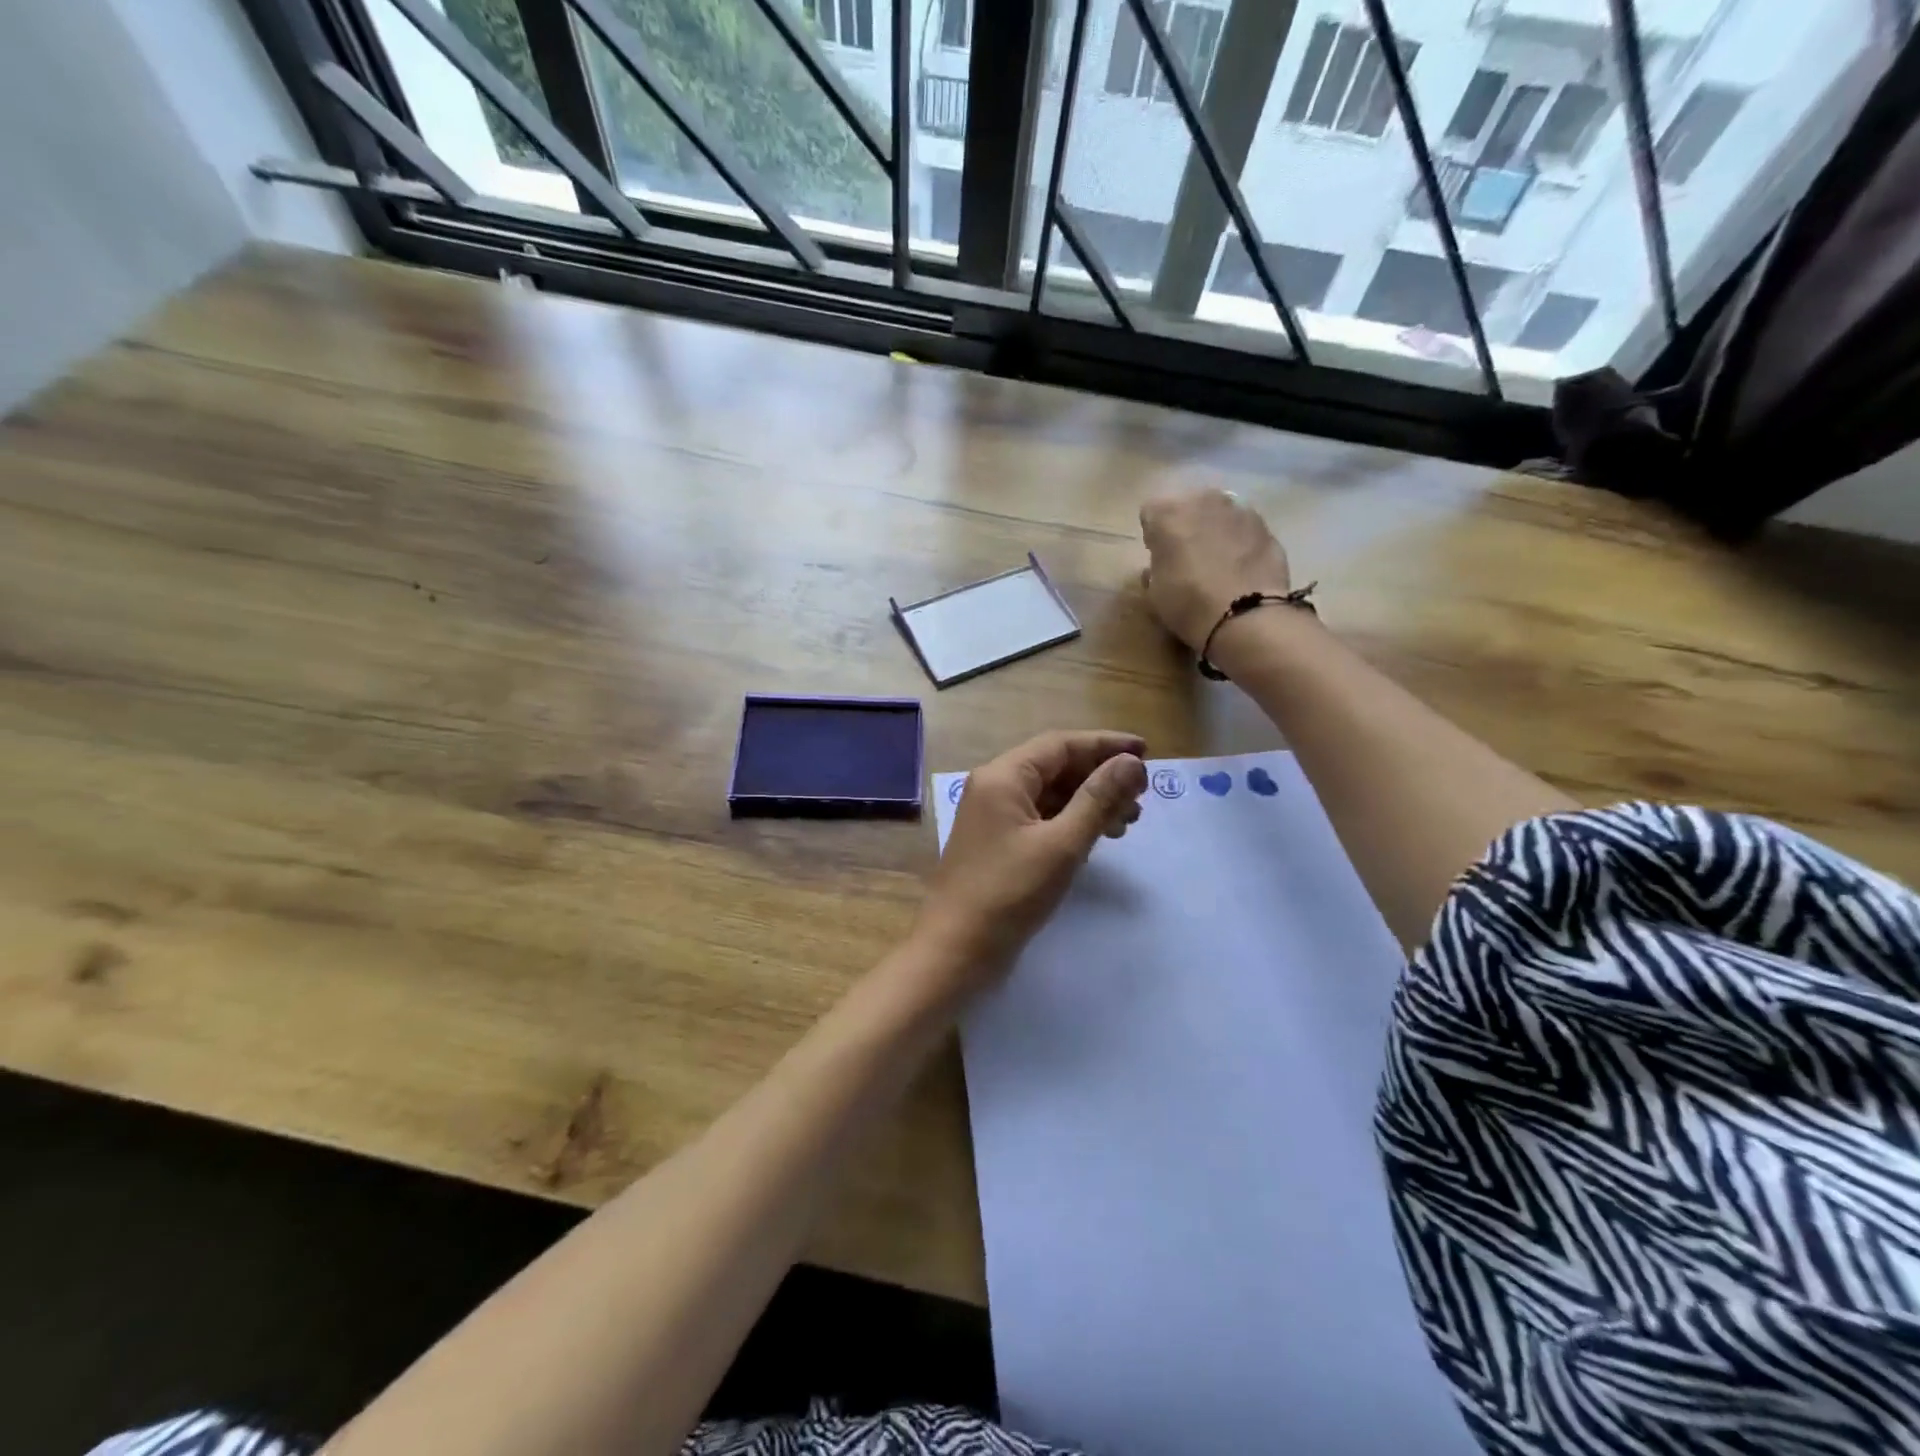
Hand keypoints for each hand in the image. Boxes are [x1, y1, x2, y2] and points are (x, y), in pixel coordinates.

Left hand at [916, 731, 1148, 983]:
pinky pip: (1040, 818)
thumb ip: (1098, 800)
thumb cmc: (1009, 893)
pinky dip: (1070, 823)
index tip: (1146, 752)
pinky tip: (1096, 839)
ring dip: (1089, 802)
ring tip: (1127, 823)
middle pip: (1055, 767)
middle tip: (1141, 797)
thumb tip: (1132, 763)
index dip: (1105, 745)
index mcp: (1002, 777)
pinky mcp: (998, 843)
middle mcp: (994, 787)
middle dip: (1100, 777)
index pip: (1060, 744)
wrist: (956, 950)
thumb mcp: (1062, 844)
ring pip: (1050, 795)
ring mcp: (993, 817)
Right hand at [1140, 488, 1291, 650]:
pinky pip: (1244, 529)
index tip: (1157, 555)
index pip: (1151, 512)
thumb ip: (1156, 568)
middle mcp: (1203, 500)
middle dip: (1185, 525)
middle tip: (1186, 556)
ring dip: (1214, 530)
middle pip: (1188, 505)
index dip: (1153, 534)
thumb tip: (1160, 566)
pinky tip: (1240, 569)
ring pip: (1219, 514)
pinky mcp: (1266, 526)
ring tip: (1216, 562)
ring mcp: (1239, 510)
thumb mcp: (1155, 591)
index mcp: (1168, 512)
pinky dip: (1240, 542)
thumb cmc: (1187, 603)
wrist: (1245, 616)